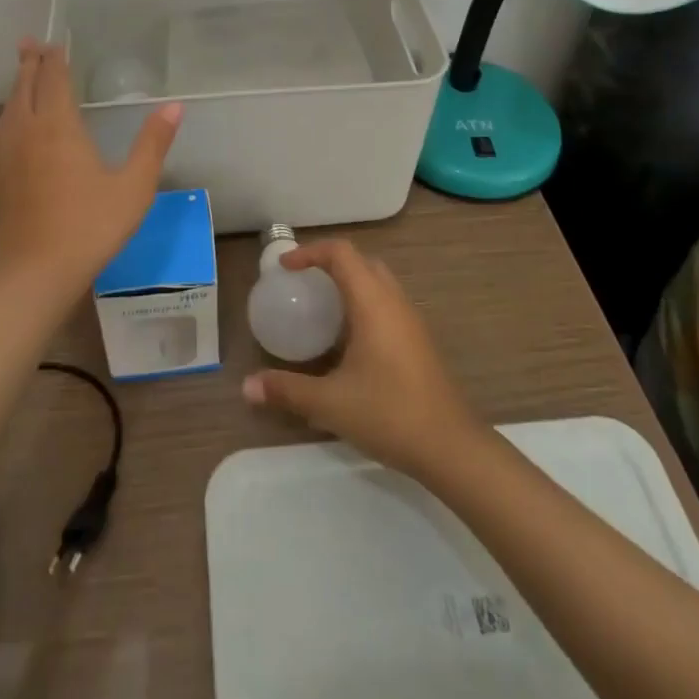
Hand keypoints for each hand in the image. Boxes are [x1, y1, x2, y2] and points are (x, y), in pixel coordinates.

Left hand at [0, 39, 181, 298]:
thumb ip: (153, 144)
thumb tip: (174, 107)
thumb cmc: (90, 227)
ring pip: (7, 112)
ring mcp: (7, 158)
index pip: (54, 81)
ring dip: (14, 90)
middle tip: (29, 43)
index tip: (55, 42)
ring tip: (18, 76)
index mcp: (60, 127)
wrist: (36, 274)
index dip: (55, 60)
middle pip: (25, 89)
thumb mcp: (134, 186)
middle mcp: (28, 133)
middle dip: (29, 64)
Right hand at [242, 240, 481, 481]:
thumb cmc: (389, 414)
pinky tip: (348, 339)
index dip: (310, 252)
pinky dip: (363, 302)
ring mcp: (411, 320)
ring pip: (378, 281)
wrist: (451, 447)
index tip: (286, 268)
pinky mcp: (419, 340)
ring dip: (349, 282)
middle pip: (361, 262)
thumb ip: (287, 390)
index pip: (342, 253)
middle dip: (329, 263)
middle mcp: (394, 301)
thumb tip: (246, 386)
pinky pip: (387, 303)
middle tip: (302, 282)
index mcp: (372, 303)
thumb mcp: (330, 403)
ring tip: (321, 307)